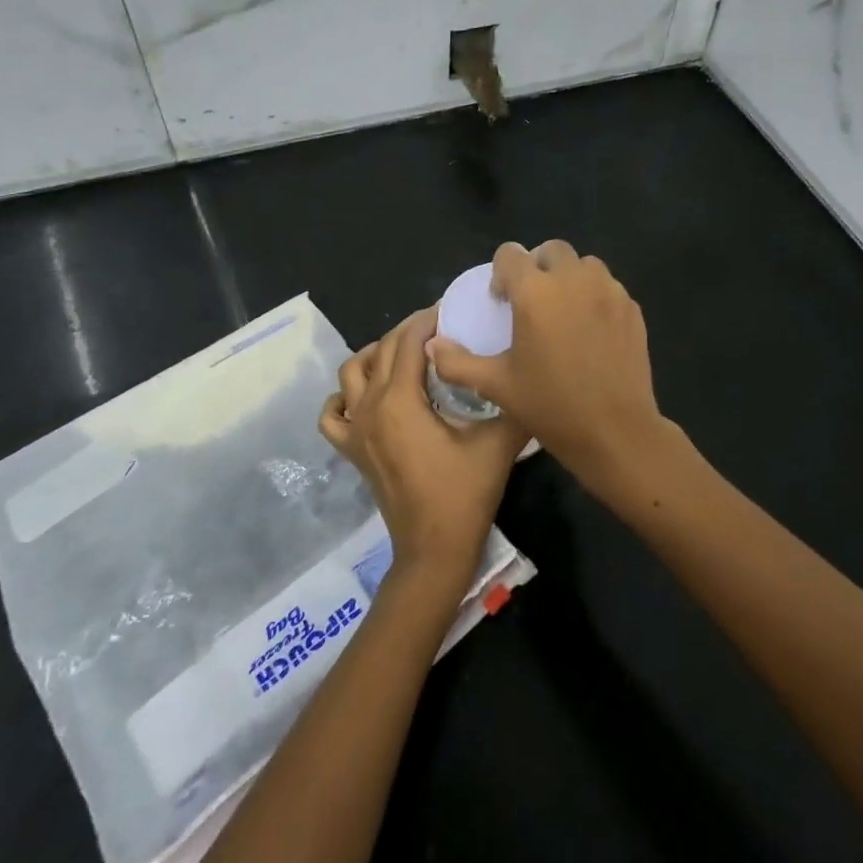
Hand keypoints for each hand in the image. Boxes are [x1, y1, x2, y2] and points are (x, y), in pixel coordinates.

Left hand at [321, 308, 526, 605]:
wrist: (434, 551)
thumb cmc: (464, 494)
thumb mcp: (498, 443)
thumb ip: (512, 403)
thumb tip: (529, 375)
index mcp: (401, 400)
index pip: (409, 340)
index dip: (430, 319)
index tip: (454, 310)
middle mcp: (370, 407)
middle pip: (382, 349)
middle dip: (409, 331)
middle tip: (440, 329)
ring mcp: (356, 430)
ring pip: (351, 373)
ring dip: (376, 355)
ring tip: (406, 356)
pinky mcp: (352, 451)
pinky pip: (332, 414)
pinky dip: (344, 397)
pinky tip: (366, 398)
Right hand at [425, 241, 691, 504]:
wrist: (615, 430)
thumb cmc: (550, 406)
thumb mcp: (497, 386)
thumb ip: (458, 362)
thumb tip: (433, 345)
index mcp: (535, 292)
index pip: (511, 254)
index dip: (502, 272)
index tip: (502, 300)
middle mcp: (573, 279)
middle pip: (551, 250)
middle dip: (538, 267)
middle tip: (533, 303)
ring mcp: (608, 290)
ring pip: (585, 265)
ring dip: (570, 277)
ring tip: (564, 312)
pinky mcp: (631, 307)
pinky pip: (608, 287)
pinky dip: (595, 296)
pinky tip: (591, 330)